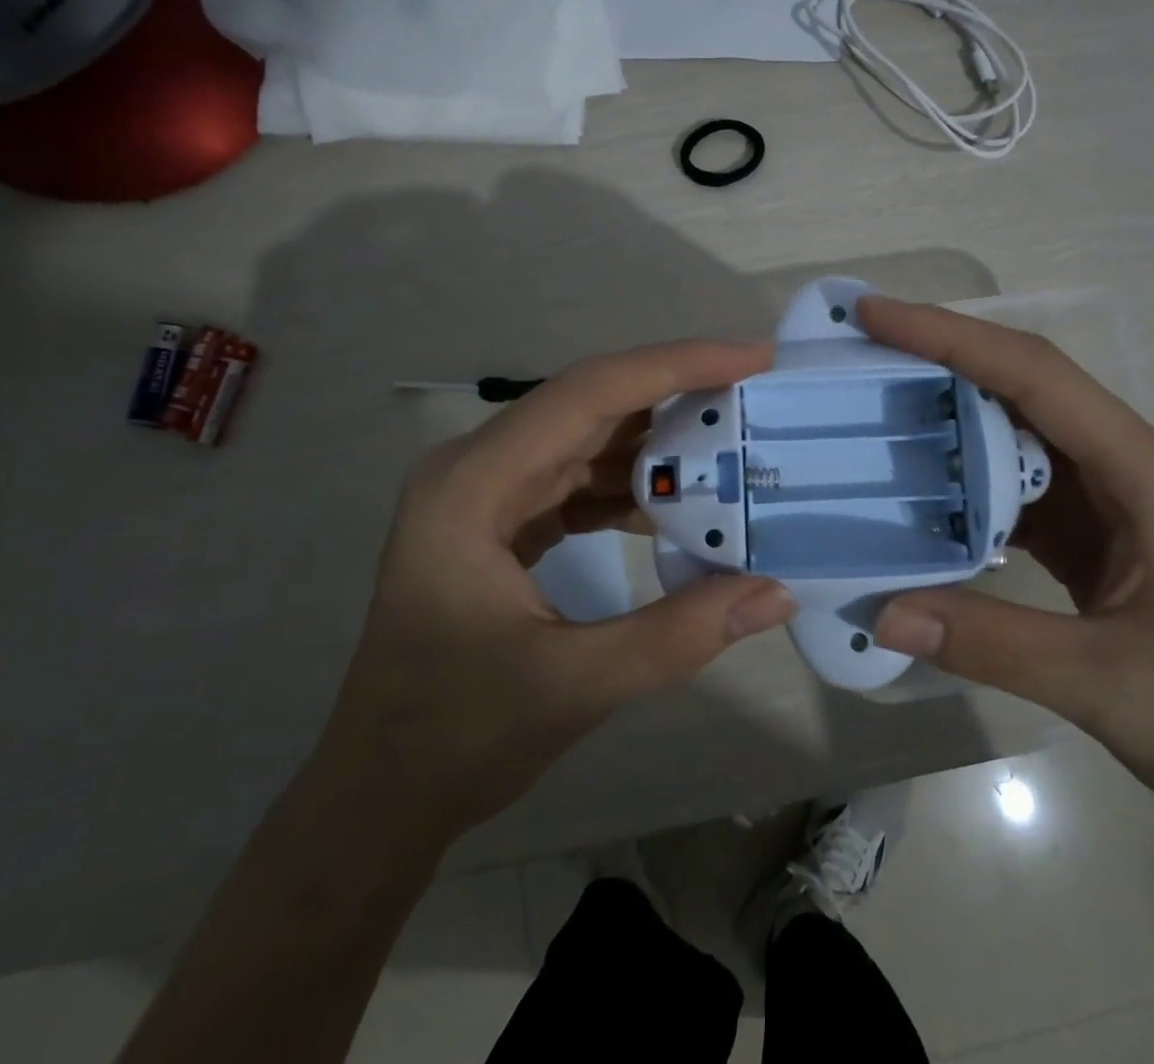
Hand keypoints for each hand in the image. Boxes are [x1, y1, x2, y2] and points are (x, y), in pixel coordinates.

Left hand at [318, 341, 797, 838]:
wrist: (376, 797)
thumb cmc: (453, 738)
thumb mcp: (573, 686)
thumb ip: (678, 635)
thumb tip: (777, 592)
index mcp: (472, 484)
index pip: (588, 393)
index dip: (675, 365)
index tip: (752, 357)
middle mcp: (475, 468)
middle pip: (590, 405)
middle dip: (677, 393)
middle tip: (755, 392)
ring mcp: (485, 493)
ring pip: (587, 438)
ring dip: (658, 442)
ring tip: (733, 443)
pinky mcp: (501, 521)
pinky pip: (578, 479)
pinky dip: (632, 485)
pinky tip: (680, 504)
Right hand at [860, 297, 1153, 848]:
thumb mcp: (1104, 683)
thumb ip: (989, 643)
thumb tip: (880, 612)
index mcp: (1142, 470)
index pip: (1035, 375)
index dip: (952, 337)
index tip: (877, 314)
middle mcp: (1123, 462)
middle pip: (1023, 383)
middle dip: (941, 355)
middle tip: (861, 348)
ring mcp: (1106, 494)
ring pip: (1015, 428)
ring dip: (948, 412)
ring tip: (874, 403)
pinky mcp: (1088, 528)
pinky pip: (1013, 482)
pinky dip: (962, 476)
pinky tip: (916, 489)